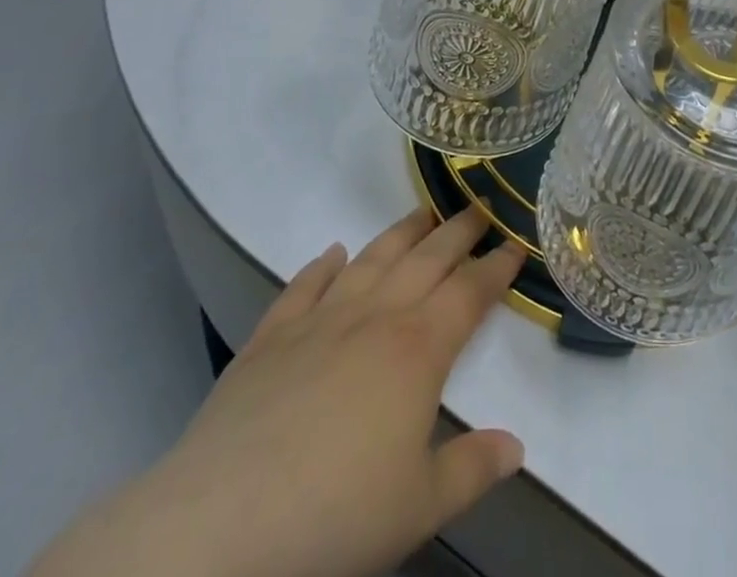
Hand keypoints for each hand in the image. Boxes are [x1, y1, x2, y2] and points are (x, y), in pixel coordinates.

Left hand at [31, 208, 528, 576]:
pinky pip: (303, 287)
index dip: (497, 266)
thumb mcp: (419, 507)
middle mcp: (375, 317)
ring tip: (422, 210)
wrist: (219, 529)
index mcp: (418, 349)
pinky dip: (321, 265)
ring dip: (400, 232)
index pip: (470, 292)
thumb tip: (517, 446)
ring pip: (371, 259)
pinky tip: (332, 251)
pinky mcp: (270, 338)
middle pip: (427, 259)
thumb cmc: (334, 518)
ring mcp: (319, 321)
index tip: (516, 243)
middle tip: (480, 206)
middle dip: (458, 231)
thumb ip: (472, 470)